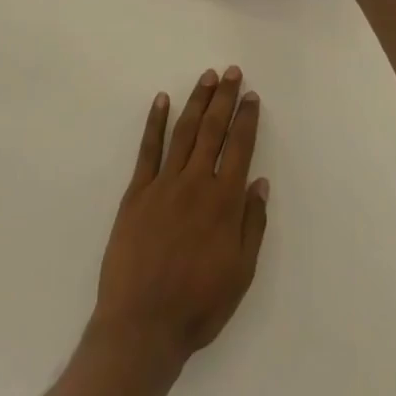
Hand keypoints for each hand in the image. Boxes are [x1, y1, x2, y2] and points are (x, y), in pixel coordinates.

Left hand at [90, 68, 268, 379]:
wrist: (142, 324)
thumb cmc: (198, 304)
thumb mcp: (241, 272)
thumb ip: (252, 224)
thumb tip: (259, 181)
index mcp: (224, 203)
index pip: (239, 148)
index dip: (246, 120)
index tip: (251, 96)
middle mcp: (195, 184)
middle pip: (212, 131)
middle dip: (223, 99)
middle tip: (231, 71)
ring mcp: (162, 185)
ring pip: (183, 133)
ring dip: (195, 102)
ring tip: (206, 77)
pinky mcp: (136, 193)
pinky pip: (147, 150)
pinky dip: (154, 123)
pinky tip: (161, 101)